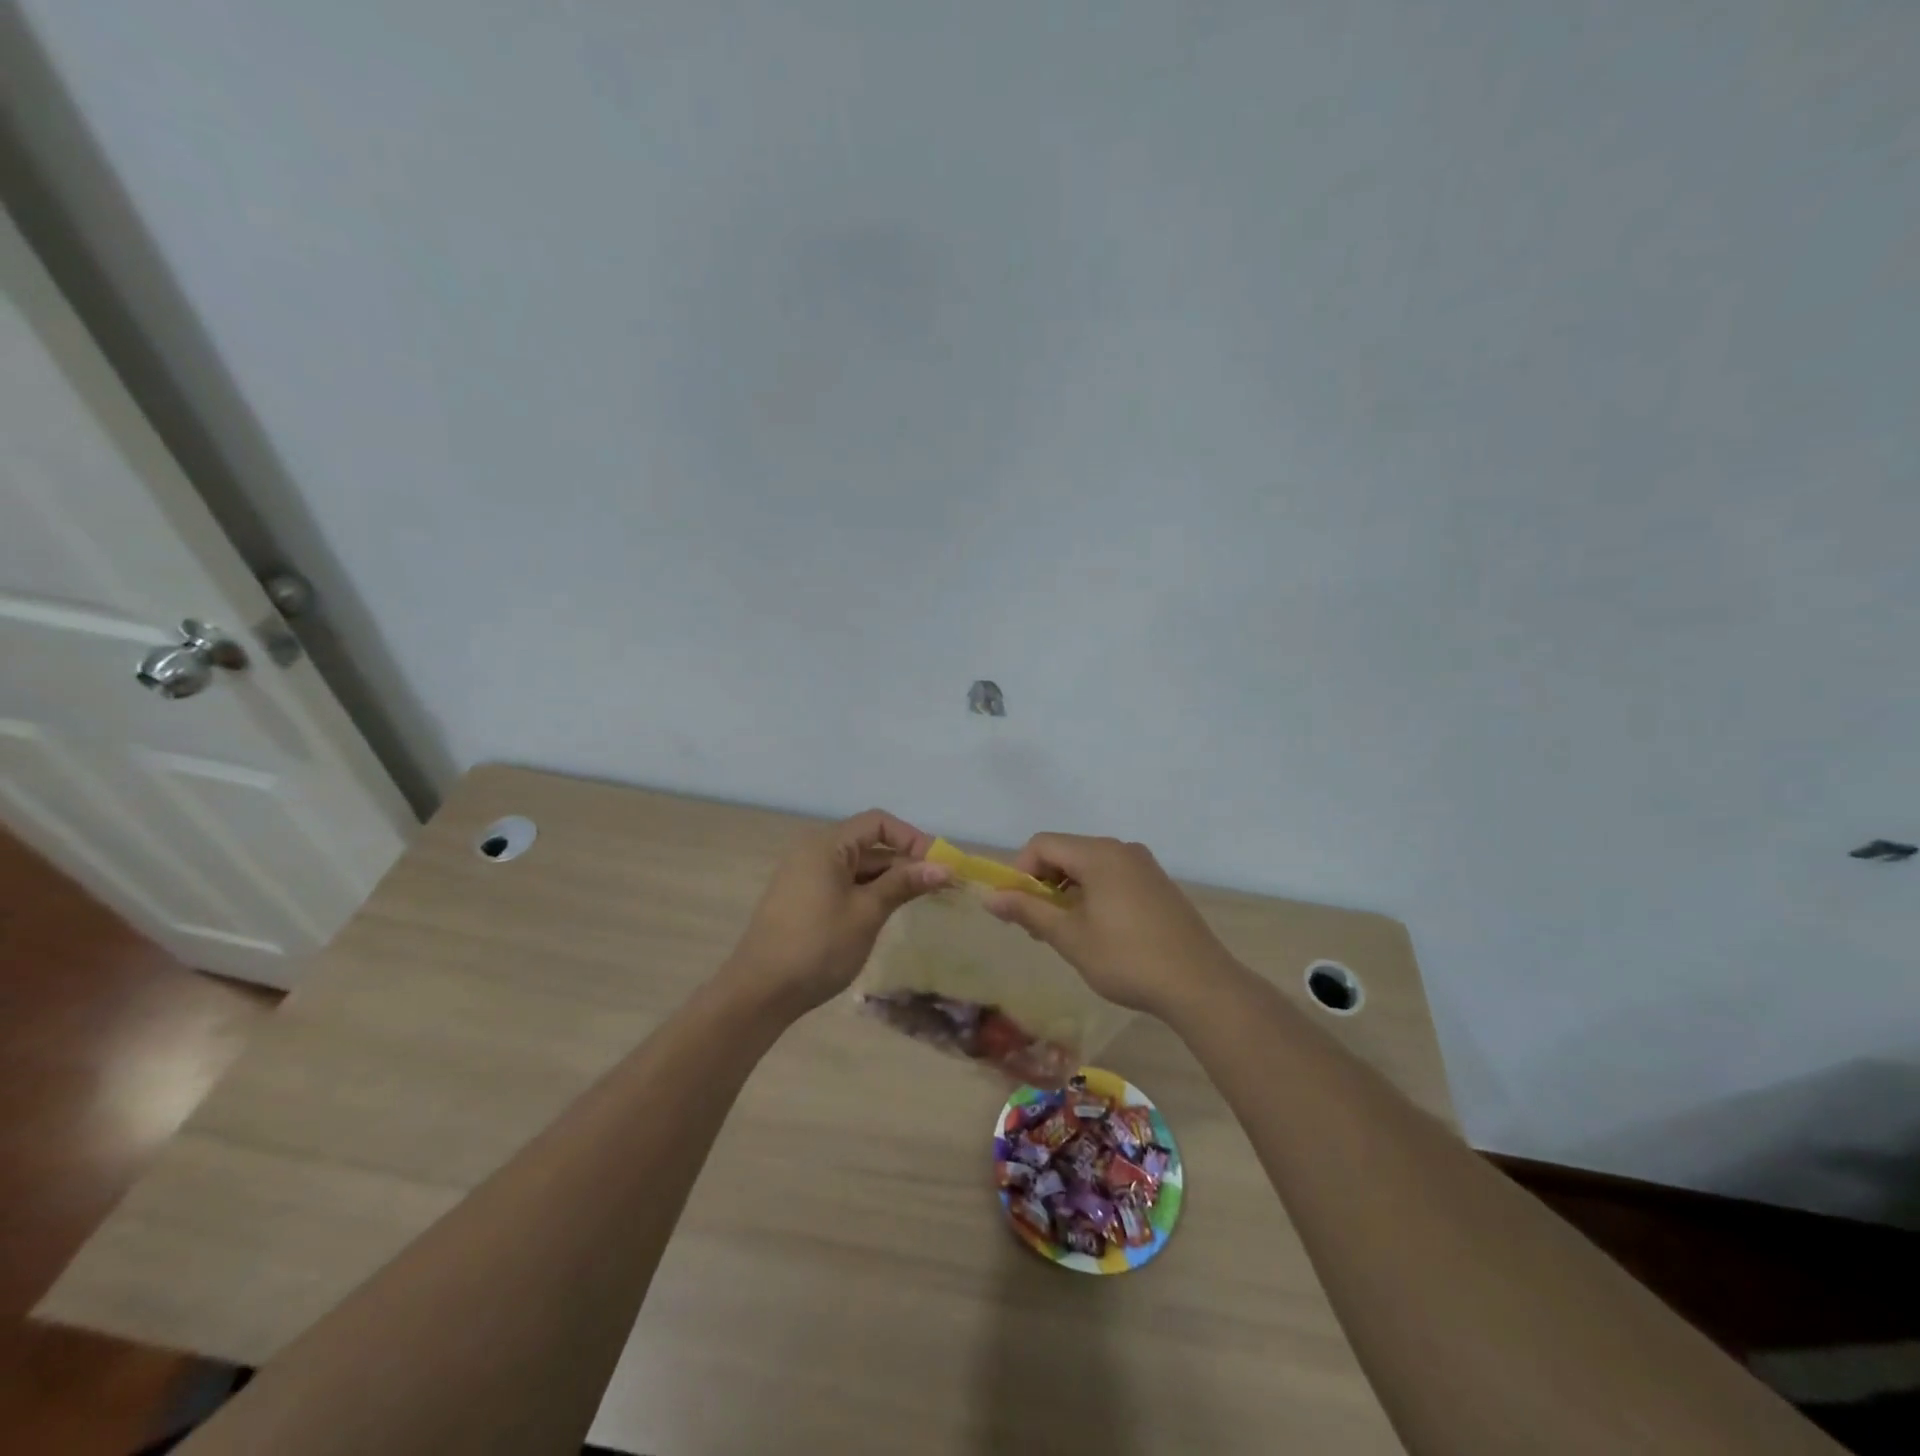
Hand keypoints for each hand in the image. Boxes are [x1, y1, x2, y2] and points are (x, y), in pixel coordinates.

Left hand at [721, 809, 950, 1016]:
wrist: (759, 993)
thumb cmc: (817, 946)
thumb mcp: (867, 912)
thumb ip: (904, 883)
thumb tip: (943, 867)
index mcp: (826, 845)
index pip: (878, 823)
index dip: (912, 838)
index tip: (940, 864)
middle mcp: (814, 852)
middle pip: (869, 844)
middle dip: (906, 861)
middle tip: (941, 885)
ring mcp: (806, 877)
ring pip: (858, 867)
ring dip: (890, 879)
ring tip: (922, 899)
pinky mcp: (804, 900)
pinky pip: (844, 884)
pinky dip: (870, 892)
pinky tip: (889, 911)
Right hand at [983, 834, 1240, 1019]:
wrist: (1200, 984)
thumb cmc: (1127, 959)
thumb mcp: (1070, 937)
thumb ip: (1028, 911)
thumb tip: (989, 897)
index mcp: (1098, 854)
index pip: (1043, 844)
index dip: (1020, 871)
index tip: (1016, 909)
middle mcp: (1122, 849)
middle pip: (1066, 852)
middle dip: (1043, 884)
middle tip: (1037, 926)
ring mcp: (1144, 866)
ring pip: (1090, 866)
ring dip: (1067, 891)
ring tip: (1066, 932)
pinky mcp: (1158, 884)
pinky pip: (1113, 877)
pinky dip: (1093, 894)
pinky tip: (1098, 931)